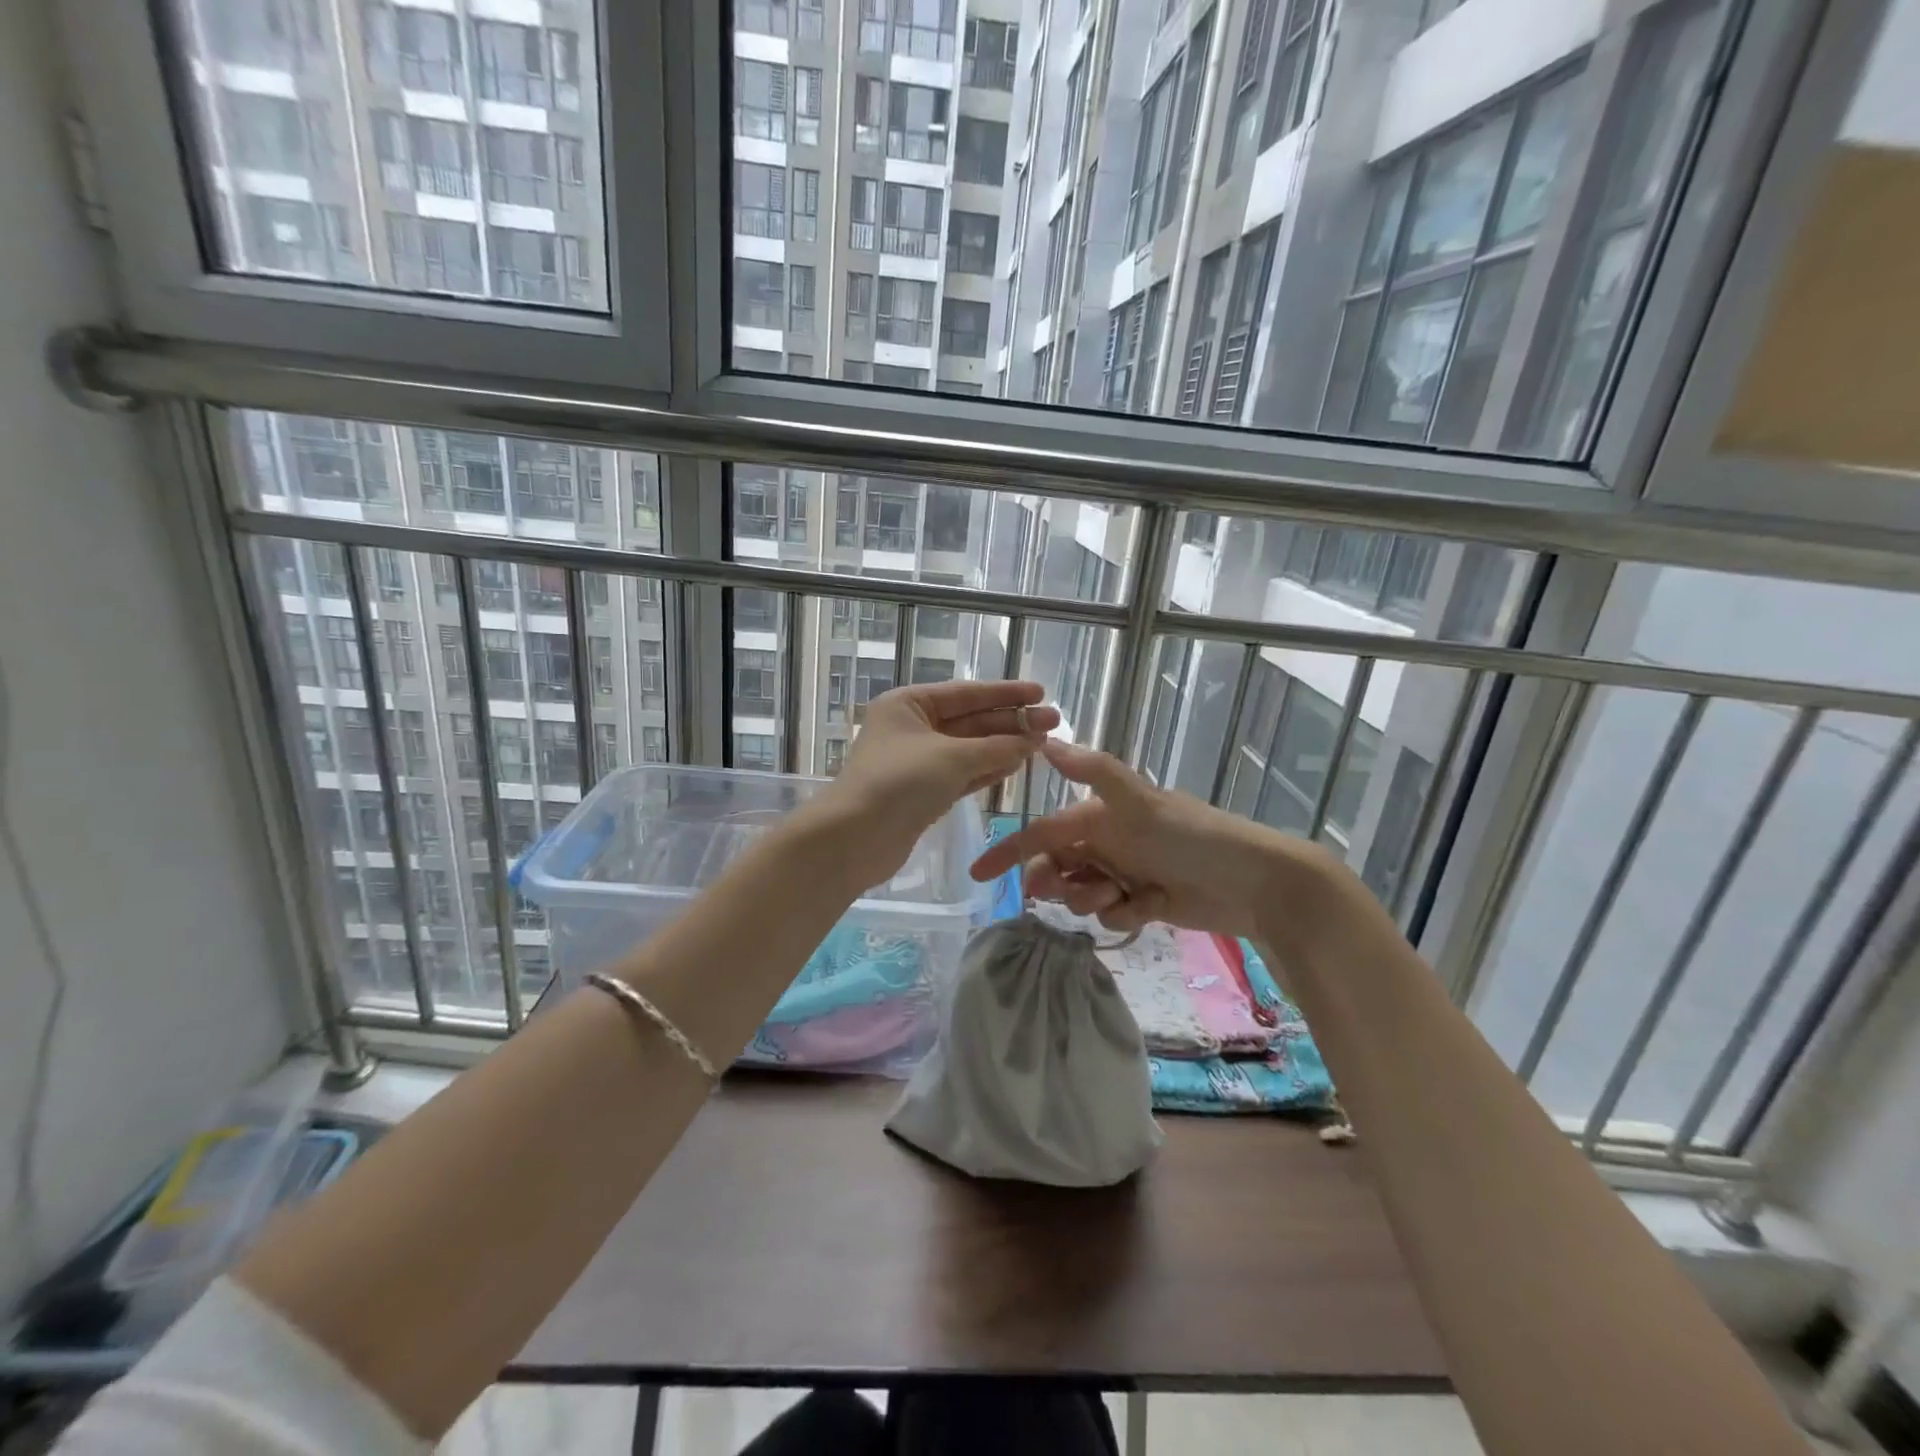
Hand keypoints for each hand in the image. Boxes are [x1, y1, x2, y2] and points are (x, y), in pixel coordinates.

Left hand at [818, 679, 1057, 886]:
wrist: (854, 839)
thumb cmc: (899, 783)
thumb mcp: (952, 758)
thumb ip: (997, 747)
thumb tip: (1034, 738)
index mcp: (909, 704)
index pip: (966, 693)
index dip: (1006, 693)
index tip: (1041, 693)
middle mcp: (913, 728)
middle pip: (971, 720)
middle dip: (1011, 721)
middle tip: (1054, 722)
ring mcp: (918, 762)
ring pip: (969, 749)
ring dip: (1004, 745)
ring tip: (1043, 742)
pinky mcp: (924, 793)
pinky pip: (963, 773)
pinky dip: (989, 769)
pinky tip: (1017, 764)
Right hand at [969, 739, 1330, 939]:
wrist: (1254, 882)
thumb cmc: (1192, 836)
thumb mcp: (1141, 802)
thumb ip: (1094, 772)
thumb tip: (1046, 740)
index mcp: (1099, 816)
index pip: (1042, 833)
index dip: (1010, 852)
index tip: (979, 875)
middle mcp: (1108, 842)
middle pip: (1057, 868)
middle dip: (1057, 883)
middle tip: (1072, 891)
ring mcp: (1126, 873)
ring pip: (1081, 895)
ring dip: (1093, 900)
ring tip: (1123, 897)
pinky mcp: (1145, 903)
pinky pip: (1112, 916)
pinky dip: (1124, 915)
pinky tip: (1150, 909)